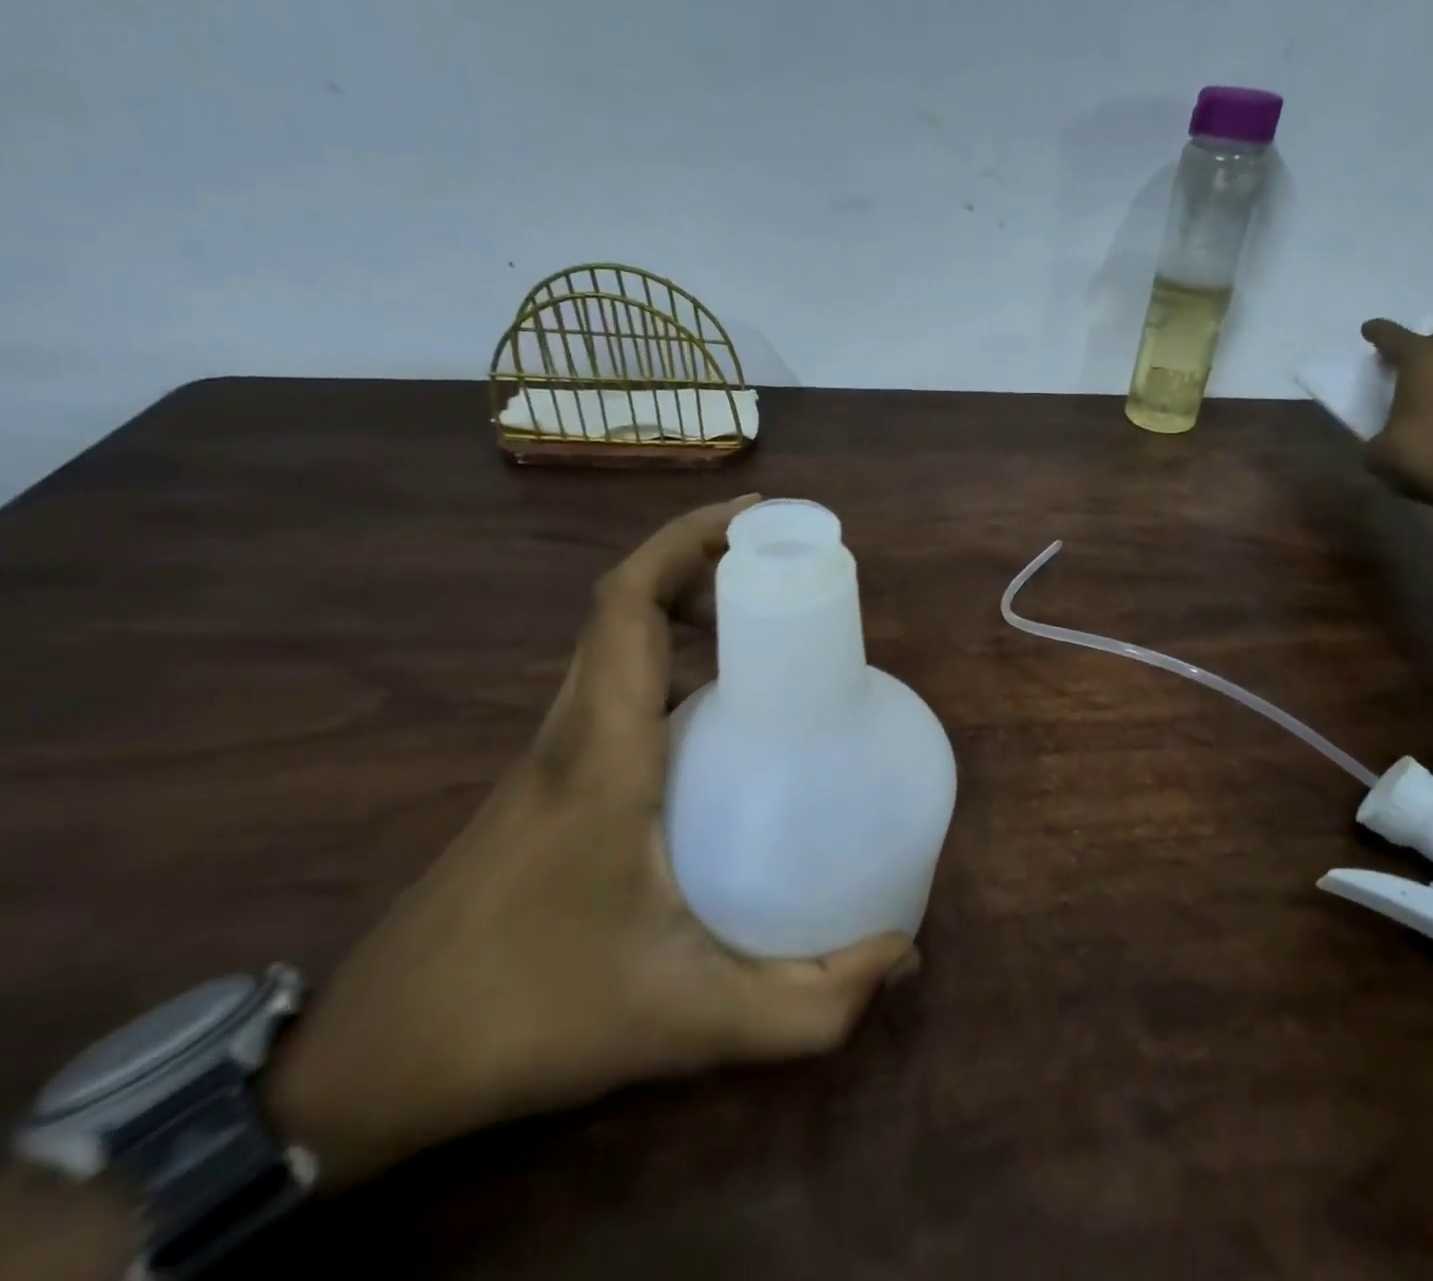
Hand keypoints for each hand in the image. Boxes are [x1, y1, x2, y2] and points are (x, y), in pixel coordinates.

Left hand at [265, 497, 914, 1188]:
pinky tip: (718, 708)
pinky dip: (665, 658)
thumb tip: (904, 956)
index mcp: (602, 752)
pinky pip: (611, 684)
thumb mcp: (687, 1020)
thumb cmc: (530, 1017)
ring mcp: (551, 752)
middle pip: (623, 605)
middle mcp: (572, 730)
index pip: (626, 605)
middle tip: (784, 569)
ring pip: (614, 641)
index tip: (761, 523)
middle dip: (703, 561)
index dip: (688, 541)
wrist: (374, 1063)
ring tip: (763, 622)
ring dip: (682, 606)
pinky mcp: (547, 779)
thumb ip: (808, 1006)